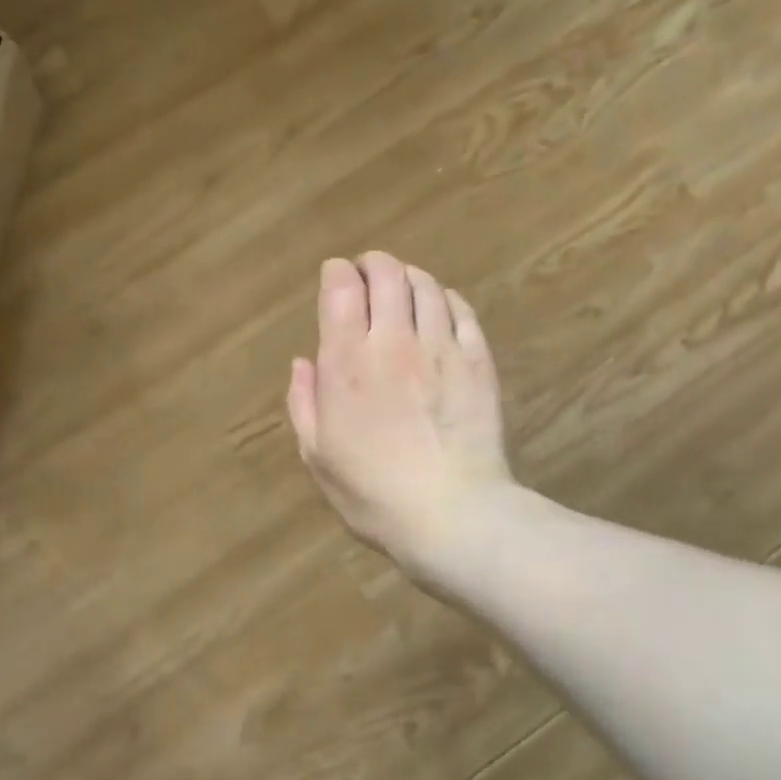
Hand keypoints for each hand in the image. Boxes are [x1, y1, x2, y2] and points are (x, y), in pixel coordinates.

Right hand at [287, 254, 515, 573]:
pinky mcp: (478, 362)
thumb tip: (302, 362)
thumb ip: (303, 402)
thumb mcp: (318, 455)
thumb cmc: (373, 493)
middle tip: (368, 275)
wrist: (452, 515)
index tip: (335, 278)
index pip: (342, 289)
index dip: (337, 272)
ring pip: (427, 286)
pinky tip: (440, 309)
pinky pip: (462, 310)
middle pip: (387, 274)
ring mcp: (441, 348)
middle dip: (373, 265)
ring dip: (409, 278)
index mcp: (347, 363)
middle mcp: (393, 342)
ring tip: (402, 289)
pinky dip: (446, 299)